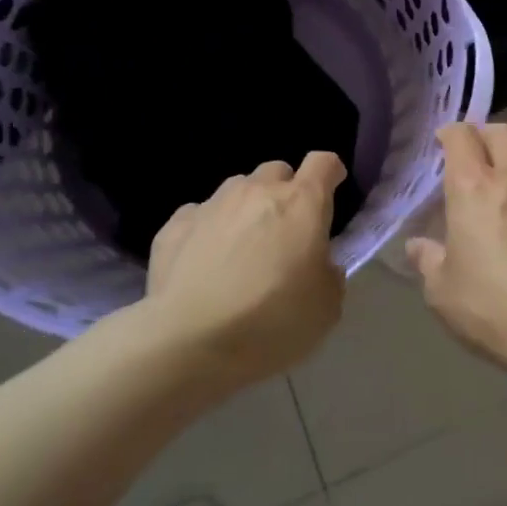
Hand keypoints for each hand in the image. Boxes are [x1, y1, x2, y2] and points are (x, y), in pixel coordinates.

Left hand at [144, 153, 347, 391]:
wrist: (188, 342)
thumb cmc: (271, 322)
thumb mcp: (325, 308)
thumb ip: (330, 275)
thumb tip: (321, 265)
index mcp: (302, 203)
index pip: (323, 163)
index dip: (330, 173)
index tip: (332, 190)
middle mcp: (257, 191)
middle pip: (277, 171)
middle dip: (285, 192)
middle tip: (285, 231)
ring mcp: (212, 204)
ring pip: (237, 189)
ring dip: (246, 209)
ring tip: (241, 248)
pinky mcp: (174, 225)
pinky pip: (199, 215)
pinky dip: (207, 231)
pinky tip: (203, 263)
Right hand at [405, 123, 506, 381]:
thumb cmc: (494, 307)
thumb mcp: (443, 291)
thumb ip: (429, 261)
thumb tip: (419, 246)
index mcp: (474, 188)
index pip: (461, 137)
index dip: (449, 134)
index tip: (442, 144)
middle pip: (503, 133)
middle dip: (485, 135)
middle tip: (473, 156)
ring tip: (501, 182)